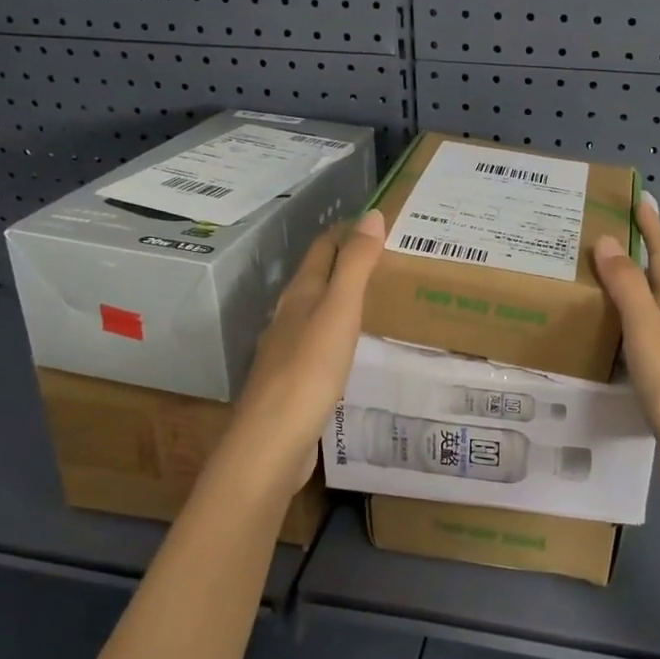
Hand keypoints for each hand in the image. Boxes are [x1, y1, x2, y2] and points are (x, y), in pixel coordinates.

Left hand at [218, 209, 385, 493]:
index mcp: (300, 294)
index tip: (376, 220)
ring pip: (317, 311)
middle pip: (317, 277)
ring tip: (376, 295)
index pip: (323, 248)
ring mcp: (288, 350)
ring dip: (341, 297)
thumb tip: (372, 215)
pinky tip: (352, 346)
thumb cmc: (309, 370)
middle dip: (345, 261)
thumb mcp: (339, 311)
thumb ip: (356, 264)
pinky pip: (319, 343)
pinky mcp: (294, 382)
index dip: (346, 230)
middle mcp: (290, 316)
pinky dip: (338, 332)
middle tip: (386, 255)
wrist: (273, 442)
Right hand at [592, 195, 659, 520]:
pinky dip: (617, 340)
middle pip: (656, 286)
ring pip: (644, 320)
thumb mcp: (649, 331)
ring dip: (622, 300)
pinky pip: (634, 353)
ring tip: (587, 291)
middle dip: (635, 259)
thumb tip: (605, 240)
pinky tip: (598, 351)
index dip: (652, 228)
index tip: (639, 199)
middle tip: (598, 243)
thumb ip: (627, 287)